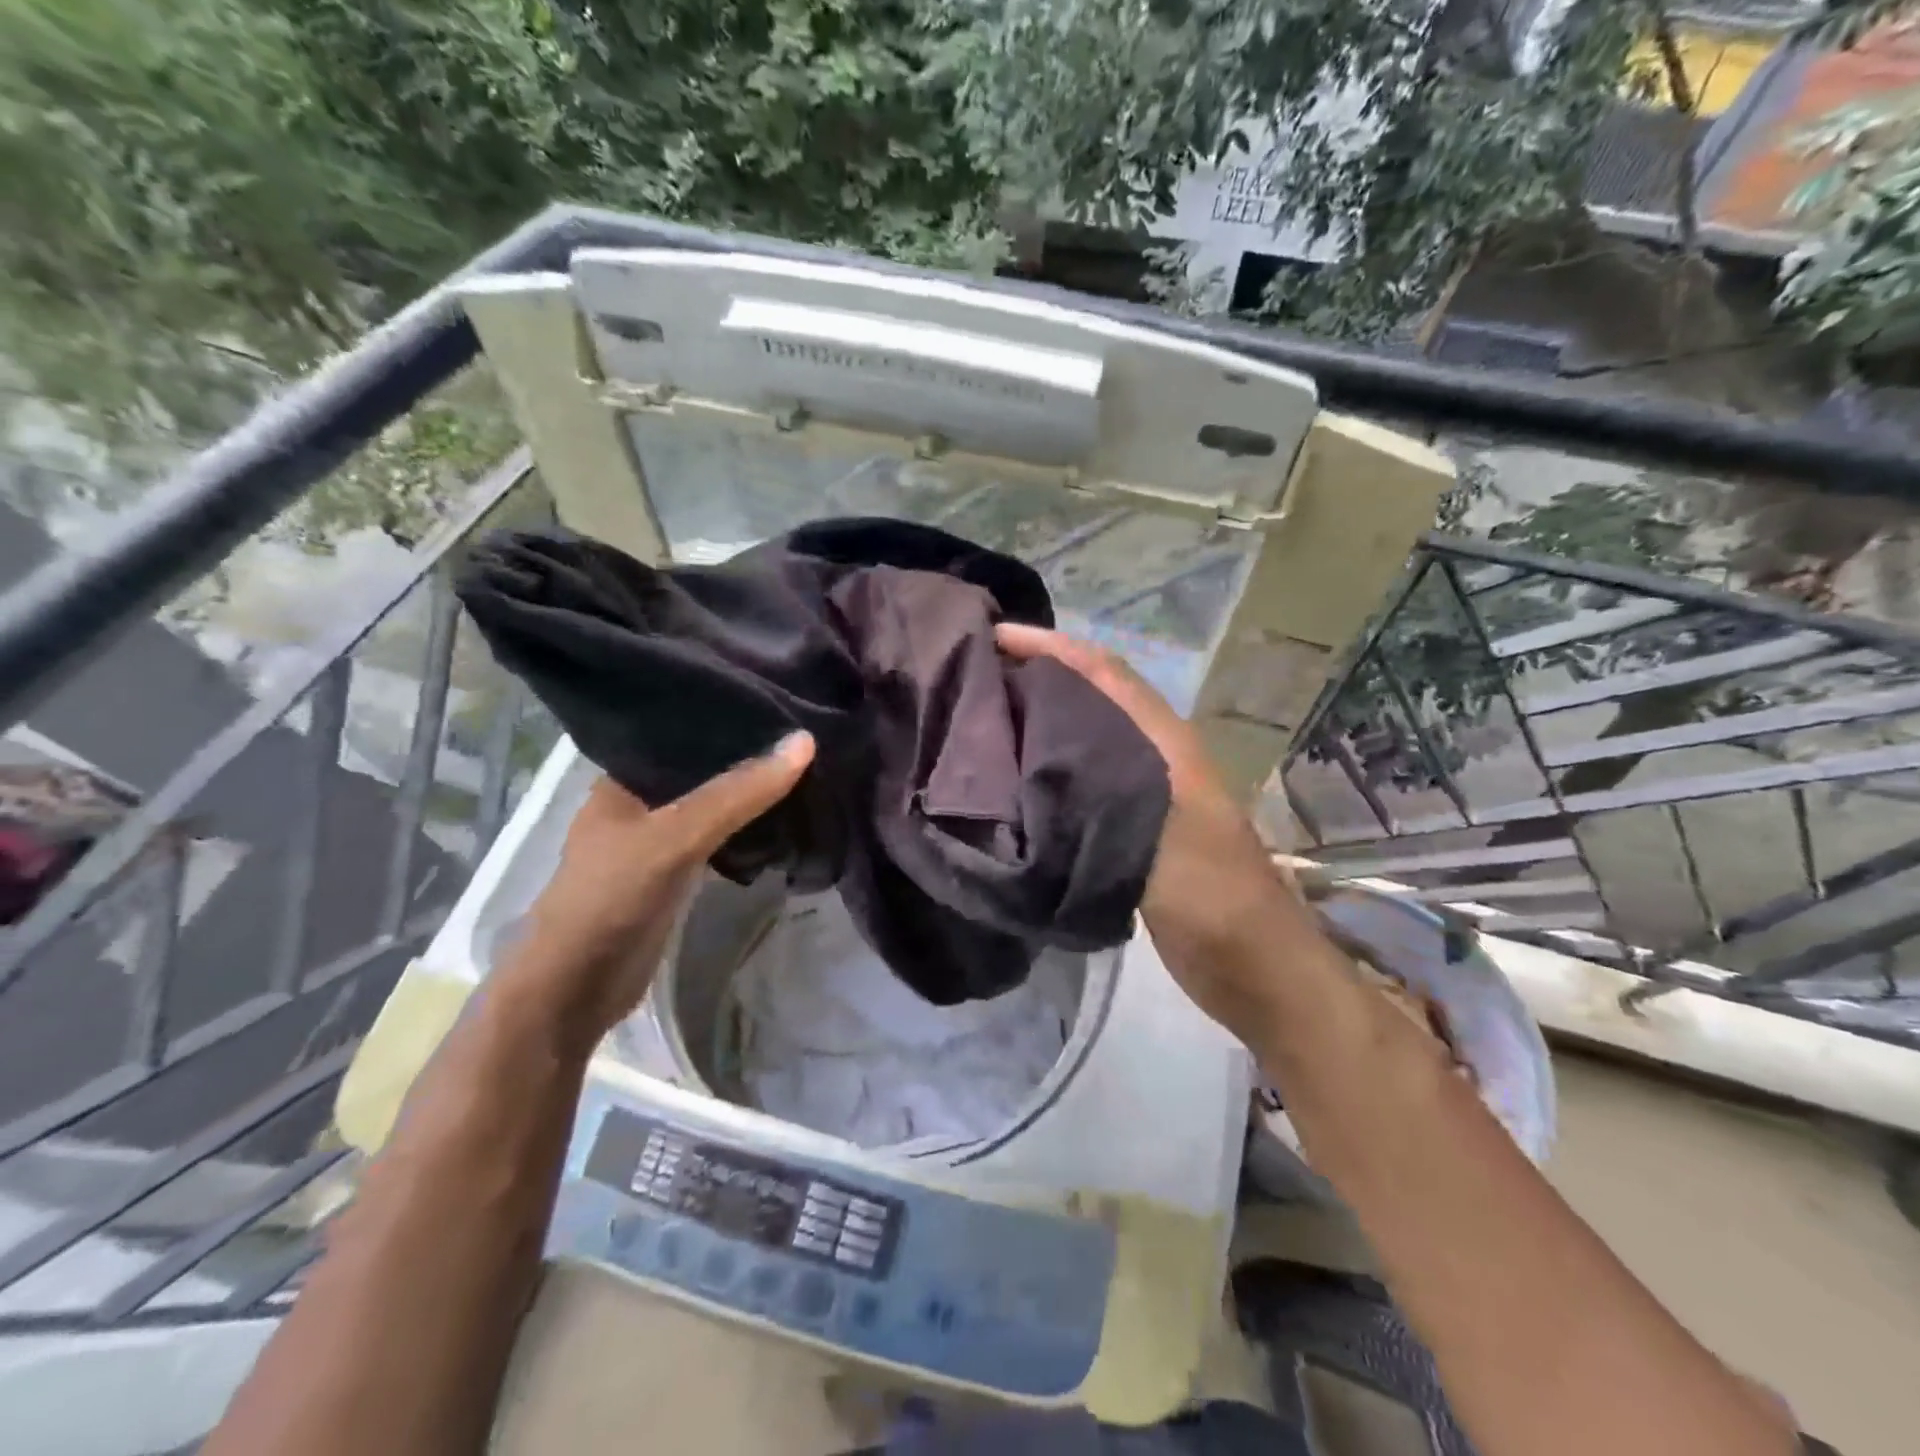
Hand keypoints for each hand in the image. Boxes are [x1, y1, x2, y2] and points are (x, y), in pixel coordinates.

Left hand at [500, 732, 815, 1057]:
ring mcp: (656, 842)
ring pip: (714, 806)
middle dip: (748, 757)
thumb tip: (804, 741)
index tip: (784, 703)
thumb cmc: (612, 898)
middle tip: (806, 734)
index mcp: (623, 779)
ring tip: (807, 767)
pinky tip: (784, 817)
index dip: (731, 717)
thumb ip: (737, 793)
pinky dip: (748, 829)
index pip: (684, 732)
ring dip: (751, 795)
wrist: (575, 990)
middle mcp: (639, 803)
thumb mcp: (676, 836)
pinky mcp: (675, 875)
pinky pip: (719, 839)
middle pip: (704, 770)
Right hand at [994, 624, 1299, 1038]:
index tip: (993, 636)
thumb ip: (1108, 790)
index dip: (1051, 646)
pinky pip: (1079, 779)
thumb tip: (1037, 755)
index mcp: (1163, 742)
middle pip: (1089, 695)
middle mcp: (1151, 754)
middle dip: (1037, 674)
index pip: (1102, 672)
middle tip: (974, 674)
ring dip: (1038, 717)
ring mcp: (1143, 790)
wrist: (1255, 966)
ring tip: (981, 717)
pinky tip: (1009, 779)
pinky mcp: (1130, 826)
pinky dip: (1045, 766)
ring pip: (1082, 736)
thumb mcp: (1163, 840)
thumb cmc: (1215, 899)